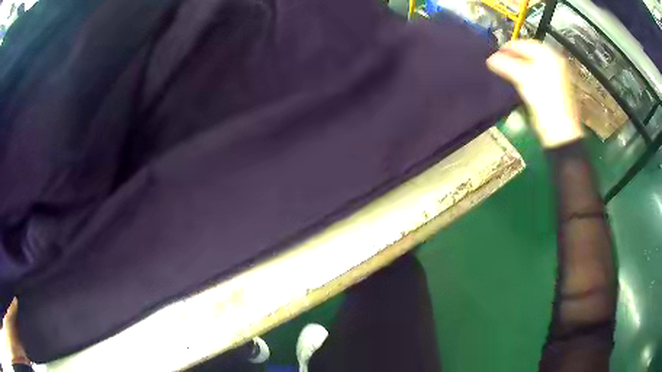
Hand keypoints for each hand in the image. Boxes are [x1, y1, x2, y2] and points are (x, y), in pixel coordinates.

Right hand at [487, 40, 583, 147]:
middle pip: (531, 53)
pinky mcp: (559, 89)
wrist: (561, 133)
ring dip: (521, 66)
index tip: (494, 55)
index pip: (524, 44)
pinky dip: (530, 75)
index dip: (508, 48)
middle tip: (501, 63)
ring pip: (536, 64)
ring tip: (509, 72)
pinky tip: (523, 82)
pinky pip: (541, 75)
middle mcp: (556, 62)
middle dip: (515, 57)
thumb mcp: (523, 79)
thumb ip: (505, 65)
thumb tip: (490, 59)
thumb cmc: (544, 102)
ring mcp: (559, 76)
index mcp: (549, 55)